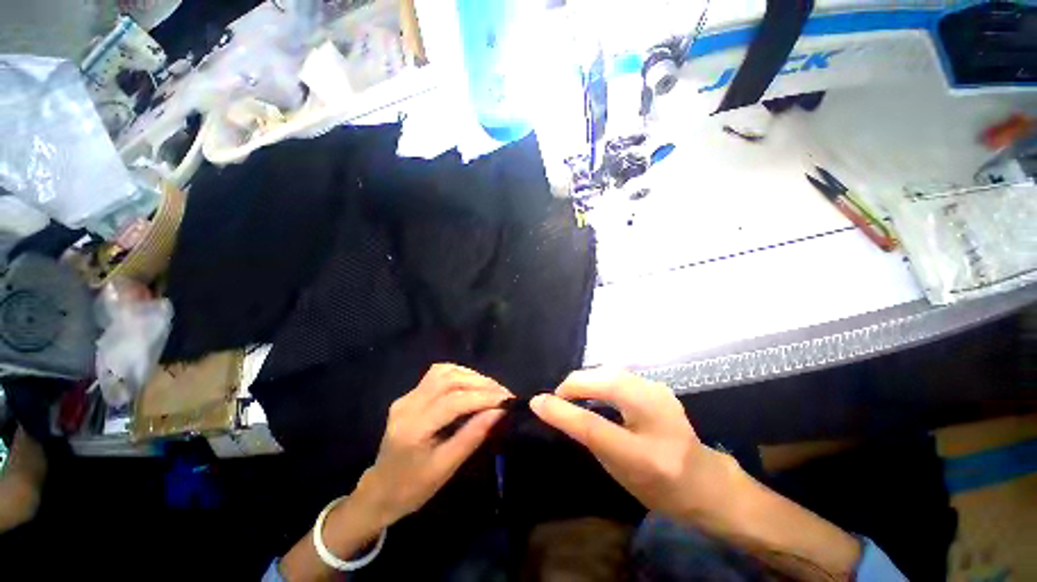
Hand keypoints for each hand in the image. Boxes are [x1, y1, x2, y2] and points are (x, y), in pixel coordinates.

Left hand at [354, 363, 511, 526]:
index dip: (483, 397)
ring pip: (444, 372)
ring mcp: (406, 396)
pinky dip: (459, 375)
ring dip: (471, 376)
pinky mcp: (409, 394)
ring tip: (491, 388)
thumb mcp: (446, 468)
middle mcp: (407, 405)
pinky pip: (437, 375)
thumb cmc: (413, 488)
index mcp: (413, 428)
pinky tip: (470, 384)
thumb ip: (472, 436)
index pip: (453, 401)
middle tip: (503, 393)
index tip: (507, 400)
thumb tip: (499, 412)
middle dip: (480, 383)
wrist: (380, 491)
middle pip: (449, 380)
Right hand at [530, 369, 735, 521]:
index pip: (595, 427)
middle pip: (605, 383)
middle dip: (574, 384)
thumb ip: (589, 439)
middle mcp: (658, 416)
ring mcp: (661, 393)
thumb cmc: (658, 487)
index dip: (562, 411)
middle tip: (558, 398)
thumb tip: (557, 410)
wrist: (705, 481)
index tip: (537, 401)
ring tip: (572, 394)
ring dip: (586, 379)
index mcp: (647, 454)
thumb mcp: (618, 472)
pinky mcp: (657, 385)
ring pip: (611, 372)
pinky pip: (619, 374)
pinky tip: (592, 389)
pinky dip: (599, 378)